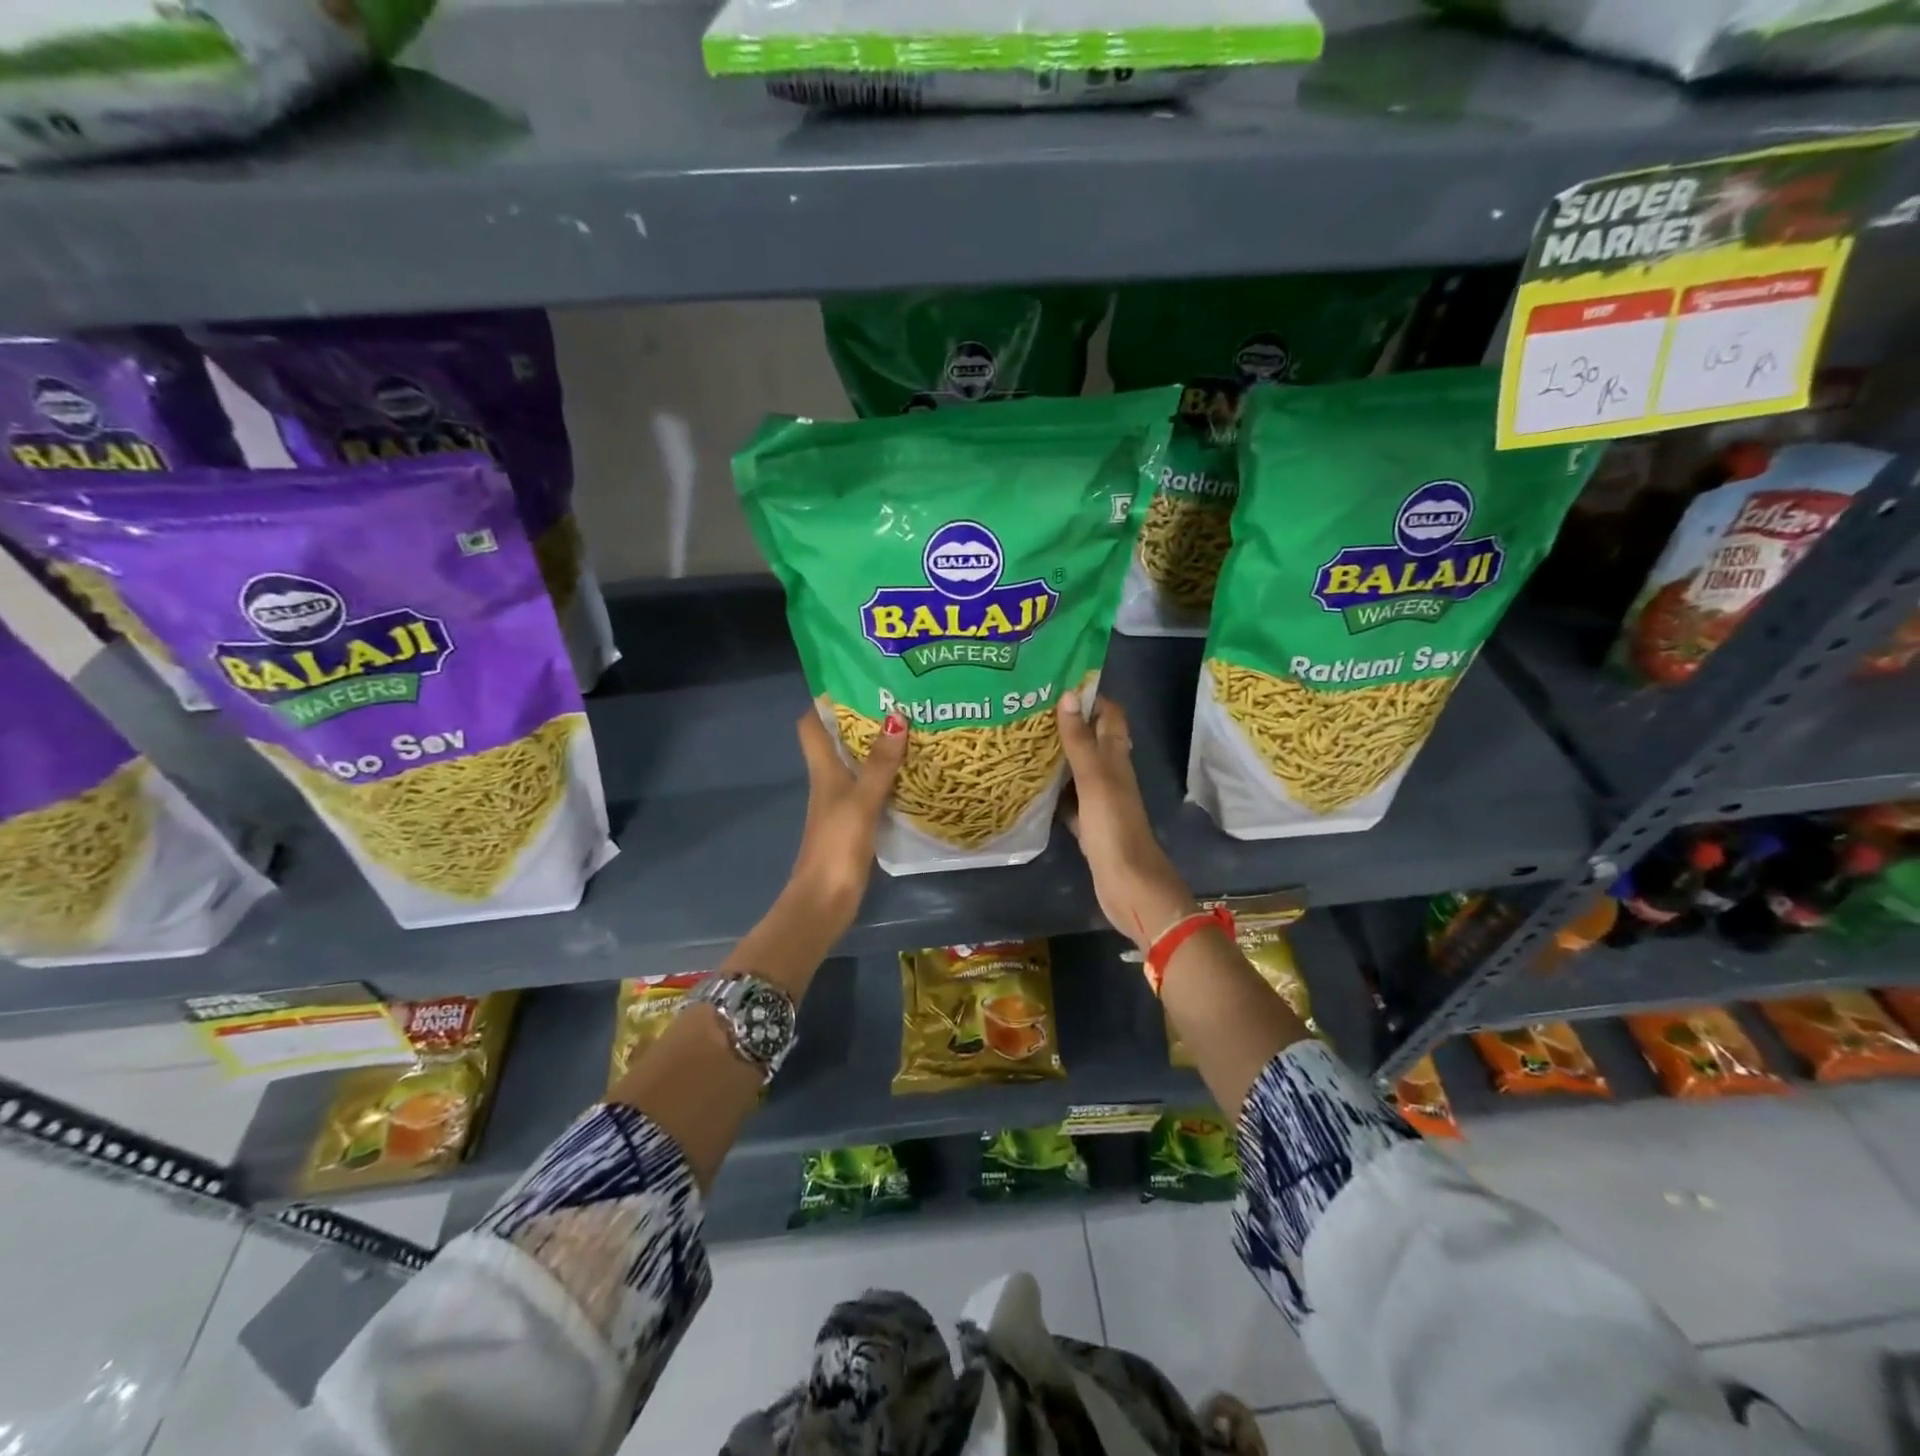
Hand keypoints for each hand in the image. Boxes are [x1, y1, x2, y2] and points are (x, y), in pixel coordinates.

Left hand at [790, 707, 906, 927]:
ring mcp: (841, 802)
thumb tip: (897, 716)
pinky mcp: (854, 822)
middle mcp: (828, 780)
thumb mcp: (862, 800)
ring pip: (856, 764)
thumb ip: (880, 763)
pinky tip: (911, 774)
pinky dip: (886, 777)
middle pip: (837, 740)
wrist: (824, 899)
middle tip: (897, 701)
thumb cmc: (837, 844)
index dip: (825, 701)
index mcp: (822, 769)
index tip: (855, 681)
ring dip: (877, 748)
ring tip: (911, 729)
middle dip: (862, 720)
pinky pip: (870, 788)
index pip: (811, 724)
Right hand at [1056, 694, 1194, 949]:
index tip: (1058, 681)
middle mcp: (1111, 775)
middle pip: (1092, 740)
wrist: (1129, 885)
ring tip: (1025, 739)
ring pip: (1079, 769)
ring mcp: (1101, 802)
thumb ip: (1080, 741)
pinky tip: (1032, 786)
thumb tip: (1068, 695)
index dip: (1091, 696)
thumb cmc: (1114, 828)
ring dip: (1059, 755)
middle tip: (1031, 708)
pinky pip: (1070, 800)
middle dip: (1069, 723)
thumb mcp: (1094, 779)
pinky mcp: (1090, 826)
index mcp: (1116, 759)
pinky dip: (1055, 791)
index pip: (1110, 716)